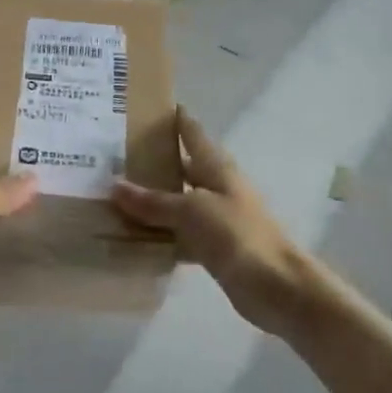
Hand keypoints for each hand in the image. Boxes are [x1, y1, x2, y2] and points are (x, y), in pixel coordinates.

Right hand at [110, 109, 307, 335]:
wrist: (276, 286)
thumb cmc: (236, 235)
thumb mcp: (190, 211)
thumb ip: (153, 201)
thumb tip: (115, 186)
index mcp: (217, 168)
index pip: (193, 133)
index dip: (177, 119)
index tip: (150, 106)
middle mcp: (218, 188)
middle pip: (184, 168)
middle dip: (156, 162)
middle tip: (115, 156)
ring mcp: (218, 220)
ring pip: (180, 204)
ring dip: (155, 202)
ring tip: (115, 196)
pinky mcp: (216, 249)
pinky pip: (182, 236)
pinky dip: (162, 236)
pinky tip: (136, 240)